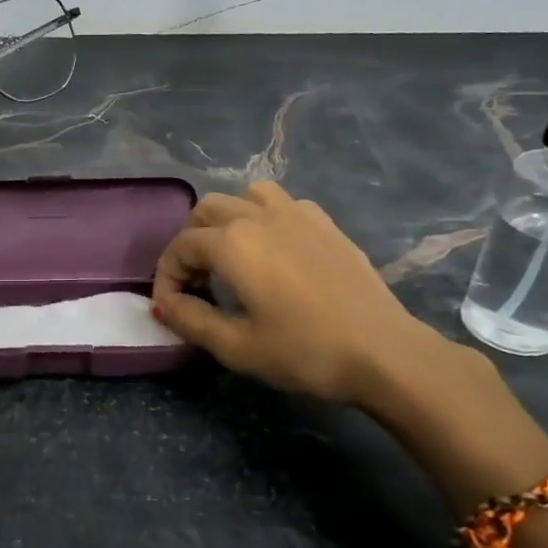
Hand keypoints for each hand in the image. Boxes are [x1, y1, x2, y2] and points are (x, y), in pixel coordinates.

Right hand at [152, 182, 490, 430]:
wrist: (384, 352)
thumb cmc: (305, 351)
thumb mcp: (237, 347)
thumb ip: (191, 320)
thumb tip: (163, 305)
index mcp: (232, 243)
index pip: (180, 247)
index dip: (166, 276)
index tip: (170, 308)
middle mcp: (258, 216)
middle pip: (206, 211)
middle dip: (190, 243)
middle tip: (197, 283)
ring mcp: (296, 213)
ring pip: (244, 196)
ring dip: (226, 221)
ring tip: (231, 257)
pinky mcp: (325, 223)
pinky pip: (281, 203)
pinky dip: (263, 218)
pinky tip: (275, 252)